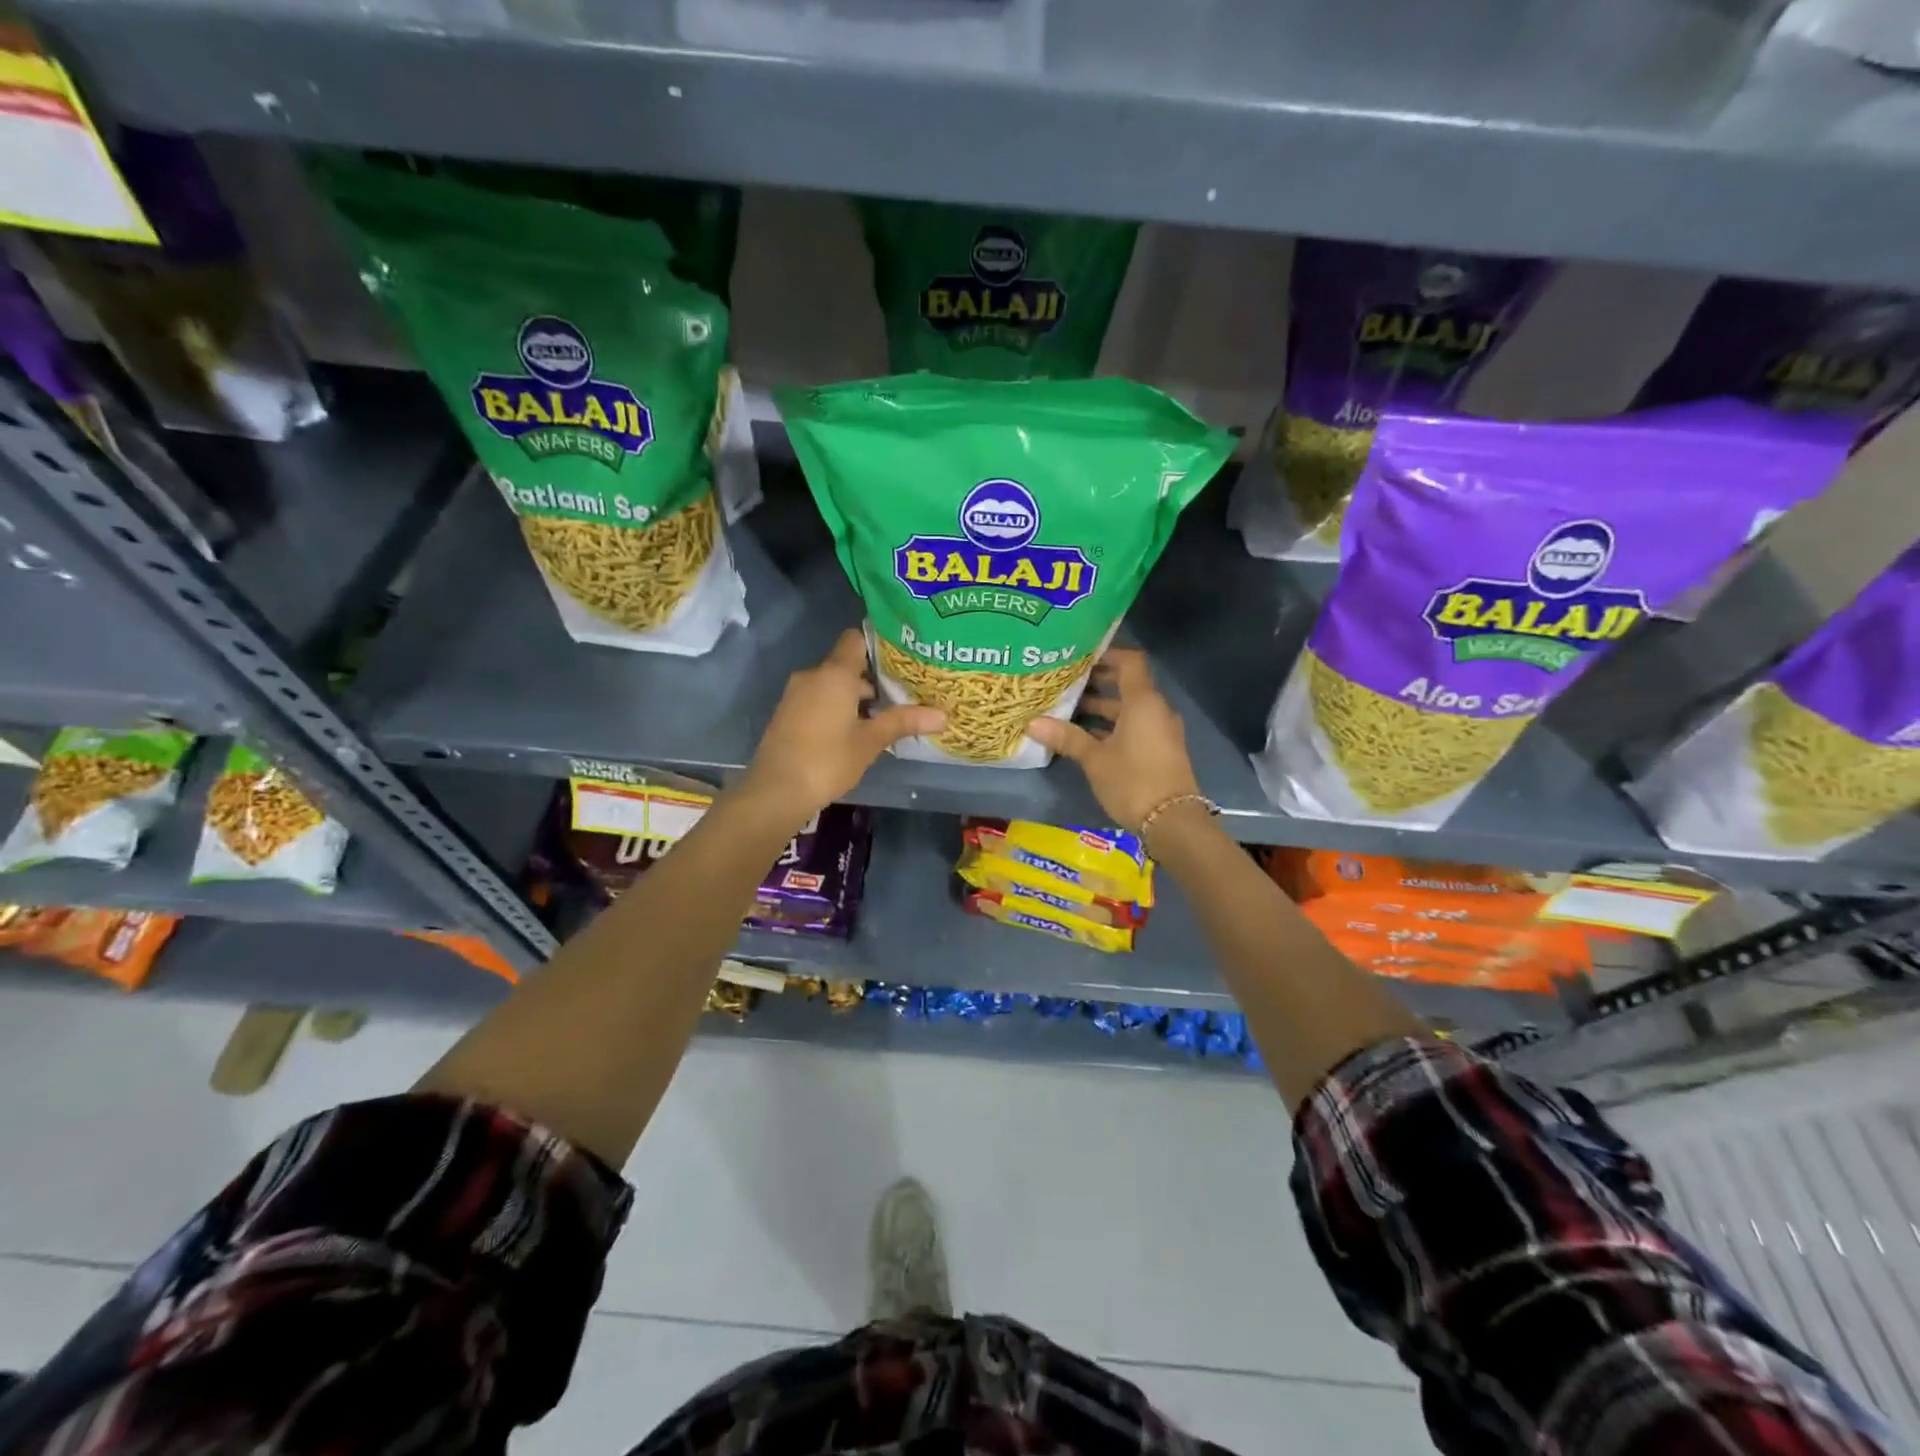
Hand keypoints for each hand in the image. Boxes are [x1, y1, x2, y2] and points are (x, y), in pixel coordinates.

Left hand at [739, 629, 944, 822]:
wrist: (776, 790)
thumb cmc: (828, 760)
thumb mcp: (871, 741)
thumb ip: (904, 721)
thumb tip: (943, 715)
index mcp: (835, 673)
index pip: (856, 639)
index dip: (879, 644)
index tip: (902, 658)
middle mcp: (813, 675)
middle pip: (847, 665)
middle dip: (873, 679)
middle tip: (903, 694)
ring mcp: (796, 694)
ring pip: (832, 685)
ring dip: (854, 698)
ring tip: (883, 717)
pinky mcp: (787, 713)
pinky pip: (818, 699)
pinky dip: (836, 708)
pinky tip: (854, 732)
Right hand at [1027, 648, 1200, 831]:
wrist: (1173, 823)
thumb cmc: (1133, 781)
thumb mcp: (1095, 759)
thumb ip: (1067, 738)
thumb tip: (1032, 723)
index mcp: (1143, 702)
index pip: (1129, 662)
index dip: (1106, 654)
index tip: (1079, 655)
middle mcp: (1155, 710)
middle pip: (1127, 685)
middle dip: (1097, 683)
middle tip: (1064, 682)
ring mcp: (1159, 731)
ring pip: (1128, 709)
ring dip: (1101, 708)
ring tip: (1067, 709)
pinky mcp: (1159, 750)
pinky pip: (1134, 727)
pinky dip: (1111, 726)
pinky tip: (1084, 736)